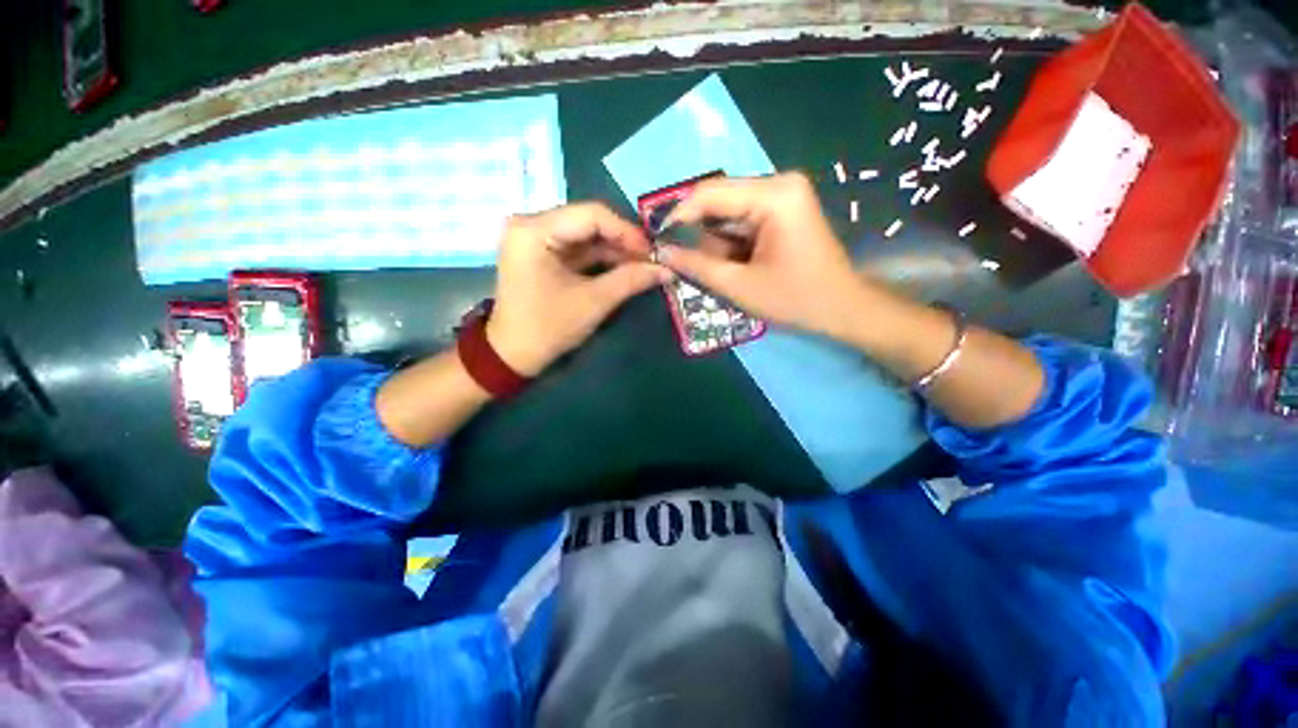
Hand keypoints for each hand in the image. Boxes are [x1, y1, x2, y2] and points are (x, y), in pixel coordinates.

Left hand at [486, 202, 670, 375]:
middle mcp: (530, 224)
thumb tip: (668, 269)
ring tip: (644, 266)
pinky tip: (624, 268)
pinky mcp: (541, 252)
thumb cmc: (548, 328)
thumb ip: (631, 280)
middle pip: (589, 221)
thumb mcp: (593, 302)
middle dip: (623, 241)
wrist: (512, 355)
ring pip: (585, 235)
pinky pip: (577, 248)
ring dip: (615, 251)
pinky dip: (601, 259)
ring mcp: (534, 238)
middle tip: (652, 259)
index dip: (627, 231)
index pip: (592, 214)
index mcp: (534, 230)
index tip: (653, 252)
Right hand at [656, 173, 865, 339]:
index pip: (710, 193)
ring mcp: (783, 194)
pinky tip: (728, 262)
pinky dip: (728, 240)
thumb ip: (697, 266)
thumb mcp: (740, 286)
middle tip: (677, 257)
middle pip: (719, 199)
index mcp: (774, 195)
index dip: (678, 215)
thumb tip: (663, 252)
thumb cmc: (796, 299)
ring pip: (728, 211)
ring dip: (713, 239)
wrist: (844, 308)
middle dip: (696, 230)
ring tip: (708, 266)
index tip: (656, 238)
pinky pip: (743, 218)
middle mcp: (779, 183)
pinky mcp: (783, 209)